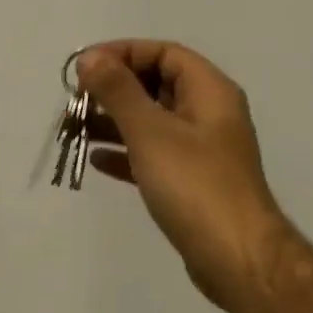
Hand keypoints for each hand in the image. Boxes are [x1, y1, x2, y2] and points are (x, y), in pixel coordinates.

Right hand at [76, 41, 290, 308]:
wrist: (237, 259)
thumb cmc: (195, 185)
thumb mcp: (151, 131)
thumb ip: (118, 91)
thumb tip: (90, 58)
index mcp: (210, 91)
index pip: (164, 53)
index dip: (123, 52)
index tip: (86, 66)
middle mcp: (209, 113)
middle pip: (157, 84)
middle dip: (114, 88)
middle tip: (76, 99)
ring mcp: (202, 150)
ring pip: (152, 121)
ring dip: (114, 121)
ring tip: (75, 128)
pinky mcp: (193, 183)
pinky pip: (154, 155)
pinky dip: (126, 153)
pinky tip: (96, 160)